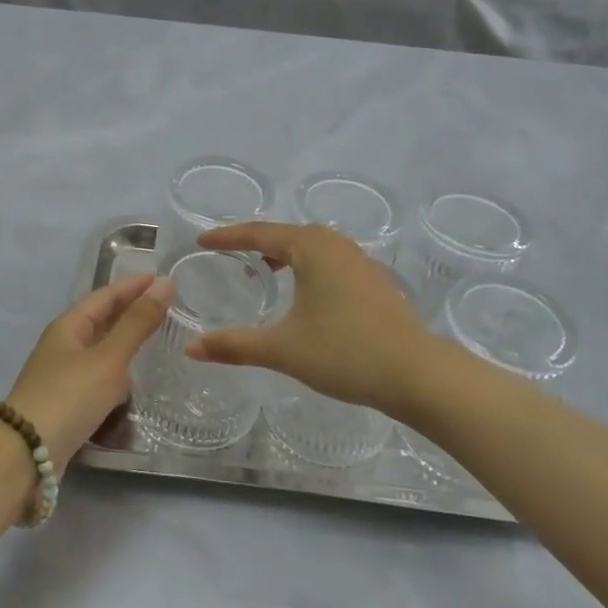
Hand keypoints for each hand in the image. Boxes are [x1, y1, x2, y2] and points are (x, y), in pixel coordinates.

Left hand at [5, 273, 174, 469]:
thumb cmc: (69, 397)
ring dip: (125, 342)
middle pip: (101, 320)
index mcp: (68, 327)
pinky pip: (98, 377)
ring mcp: (62, 376)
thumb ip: (137, 323)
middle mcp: (63, 346)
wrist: (27, 455)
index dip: (133, 286)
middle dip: (130, 311)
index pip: (105, 296)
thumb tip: (165, 284)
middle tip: (166, 307)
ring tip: (156, 340)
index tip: (163, 279)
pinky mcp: (66, 404)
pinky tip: (134, 382)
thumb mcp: (108, 358)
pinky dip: (118, 372)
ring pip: (99, 349)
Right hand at [186, 223, 442, 416]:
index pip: (258, 234)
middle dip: (255, 241)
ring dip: (283, 253)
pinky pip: (327, 260)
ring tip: (262, 270)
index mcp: (311, 247)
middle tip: (228, 253)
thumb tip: (190, 348)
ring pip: (310, 246)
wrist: (416, 373)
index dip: (227, 237)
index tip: (202, 241)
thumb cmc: (345, 353)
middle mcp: (335, 244)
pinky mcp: (373, 279)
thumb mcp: (283, 349)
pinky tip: (303, 291)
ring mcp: (359, 260)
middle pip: (285, 233)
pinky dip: (306, 265)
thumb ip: (234, 345)